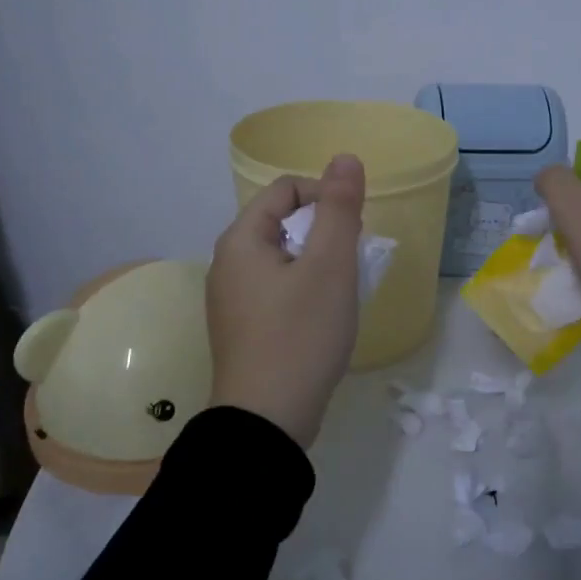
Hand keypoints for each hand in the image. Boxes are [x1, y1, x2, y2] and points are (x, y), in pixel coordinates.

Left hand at [205, 154, 365, 446]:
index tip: (353, 230)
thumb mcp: (330, 266)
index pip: (285, 189)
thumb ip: (340, 208)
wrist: (267, 421)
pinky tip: (321, 319)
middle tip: (351, 263)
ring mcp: (230, 300)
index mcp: (241, 240)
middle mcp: (227, 264)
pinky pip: (275, 290)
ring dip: (316, 264)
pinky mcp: (242, 329)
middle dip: (323, 233)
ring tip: (341, 292)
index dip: (325, 197)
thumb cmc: (301, 335)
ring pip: (281, 259)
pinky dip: (303, 291)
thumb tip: (345, 158)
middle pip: (281, 223)